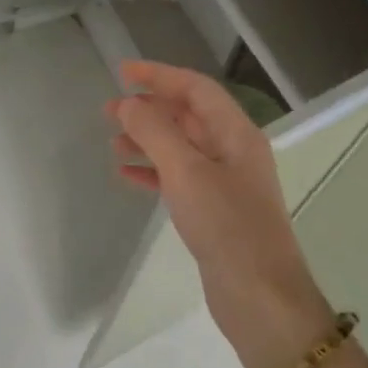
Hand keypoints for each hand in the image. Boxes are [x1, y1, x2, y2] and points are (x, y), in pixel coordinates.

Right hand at [106, 62, 334, 367]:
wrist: (258, 294)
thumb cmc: (226, 226)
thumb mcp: (186, 172)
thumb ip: (155, 133)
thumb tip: (129, 105)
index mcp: (236, 134)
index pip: (196, 89)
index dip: (160, 76)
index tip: (123, 72)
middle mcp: (233, 151)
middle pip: (188, 116)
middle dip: (149, 109)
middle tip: (109, 110)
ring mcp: (225, 182)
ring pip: (180, 148)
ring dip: (147, 140)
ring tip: (112, 142)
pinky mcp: (213, 210)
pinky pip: (178, 178)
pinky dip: (152, 171)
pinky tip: (126, 175)